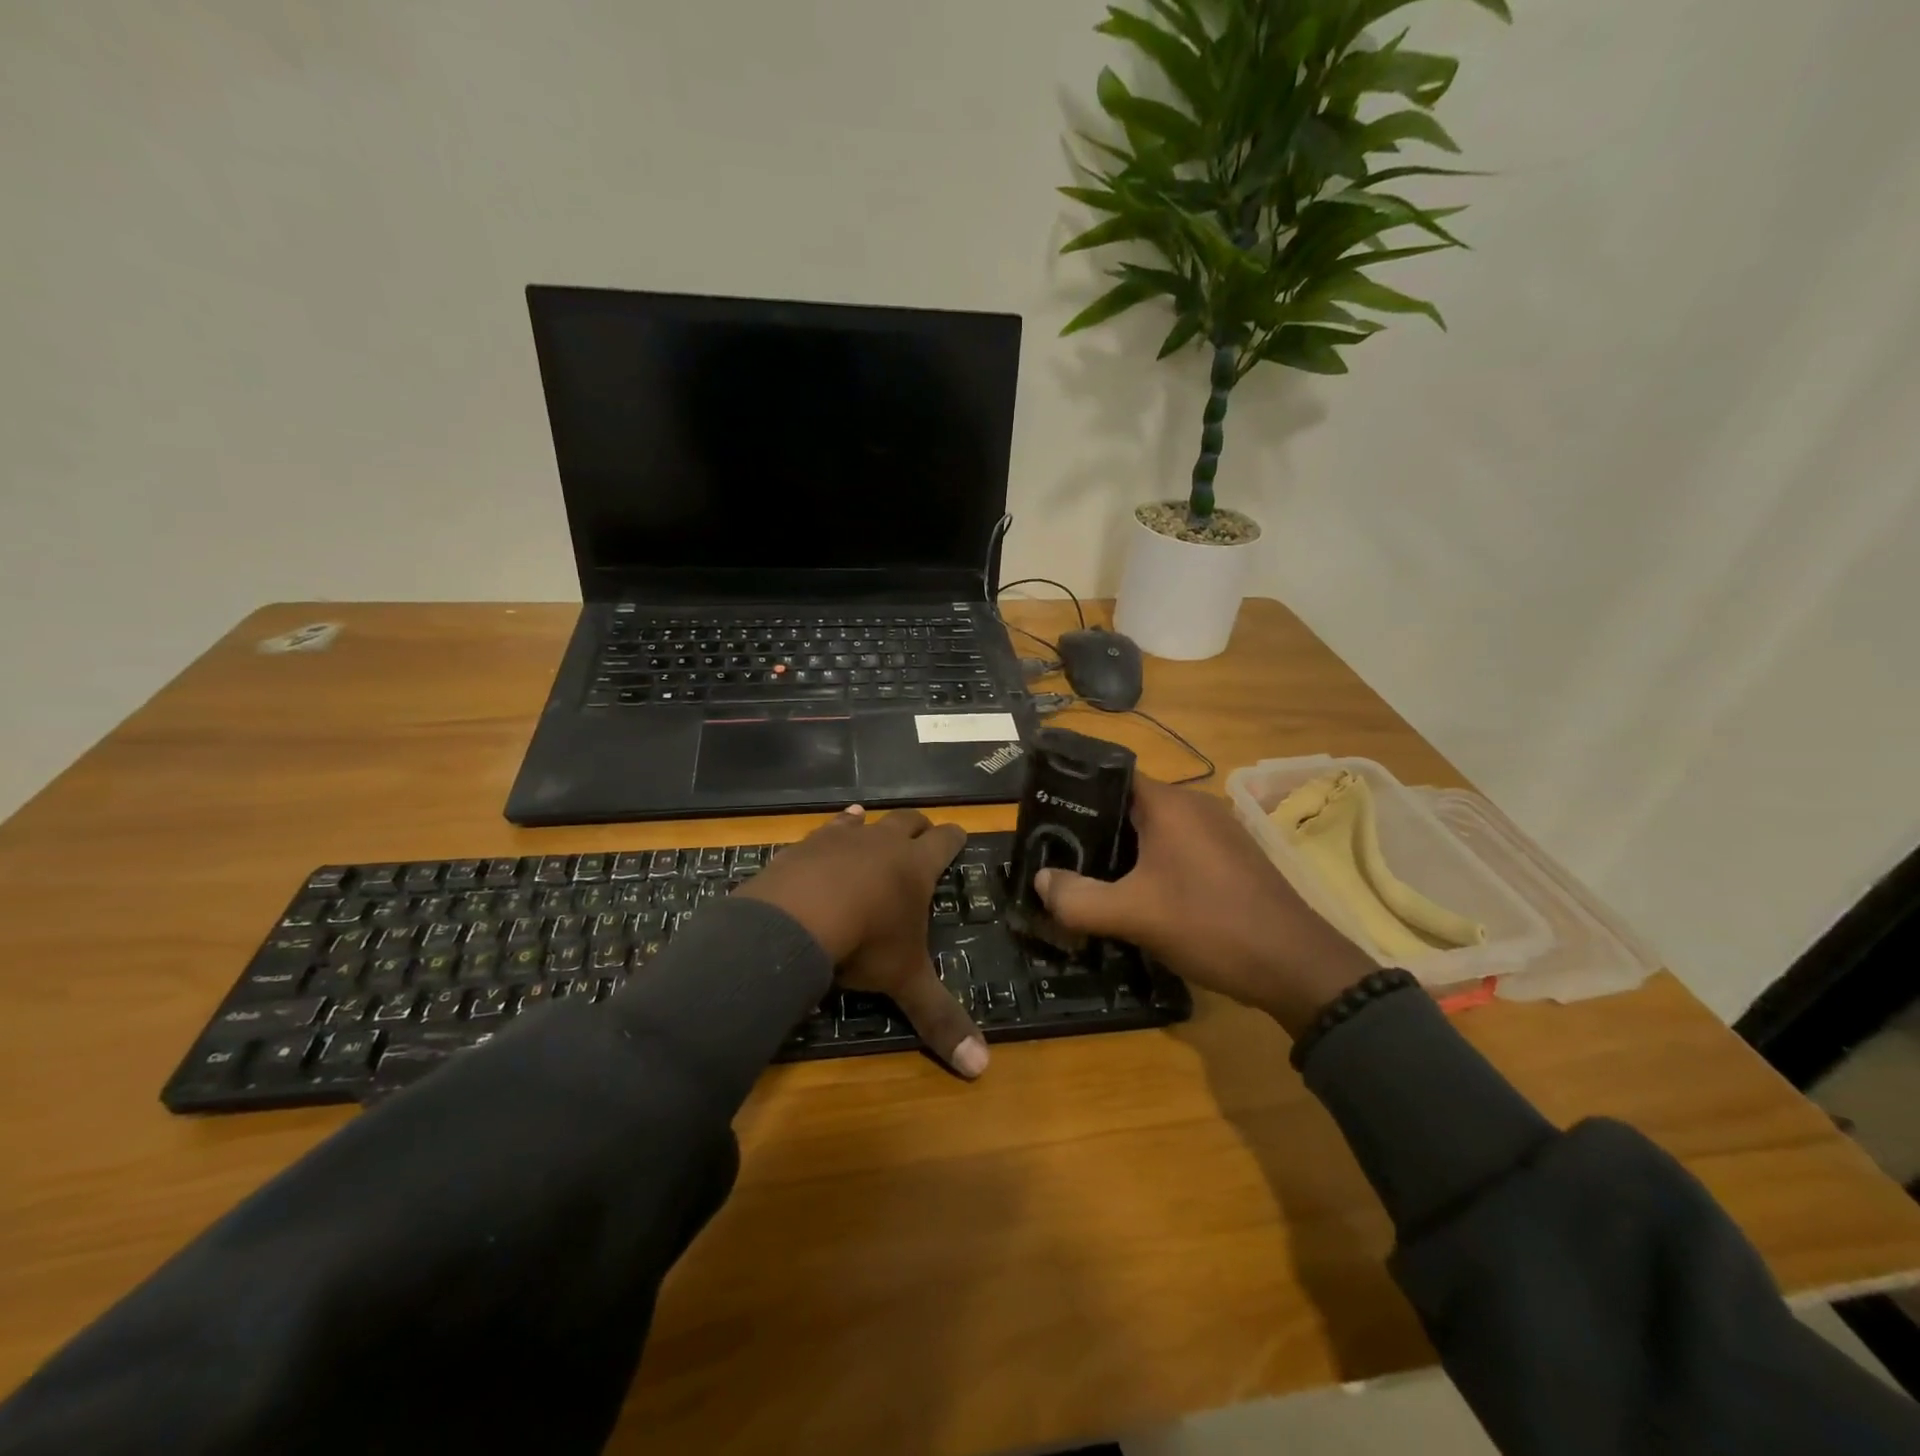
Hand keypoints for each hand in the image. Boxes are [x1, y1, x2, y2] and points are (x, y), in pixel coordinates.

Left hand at [736, 807, 989, 1077]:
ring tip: (871, 822)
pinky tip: (828, 835)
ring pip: (865, 821)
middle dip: (918, 827)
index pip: (944, 842)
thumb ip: (939, 1018)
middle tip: (924, 832)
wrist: (795, 919)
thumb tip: (982, 1067)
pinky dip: (833, 830)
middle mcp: (882, 844)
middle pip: (908, 822)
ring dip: (872, 823)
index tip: (960, 834)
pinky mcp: (805, 846)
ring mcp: (842, 840)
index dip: (954, 838)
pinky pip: (825, 830)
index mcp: (915, 868)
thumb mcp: (905, 982)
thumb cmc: (864, 943)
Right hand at [1033, 777, 1375, 1037]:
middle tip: (1060, 855)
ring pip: (1155, 830)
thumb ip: (1078, 899)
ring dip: (1124, 851)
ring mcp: (1219, 832)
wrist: (1297, 967)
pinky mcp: (1232, 858)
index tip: (1046, 819)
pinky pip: (1179, 849)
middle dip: (1094, 829)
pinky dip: (1153, 864)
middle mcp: (1196, 806)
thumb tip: (1040, 882)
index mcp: (1170, 804)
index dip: (1075, 793)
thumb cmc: (1210, 925)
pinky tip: (1140, 896)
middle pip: (1130, 805)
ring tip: (1091, 877)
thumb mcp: (1133, 916)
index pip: (1110, 777)